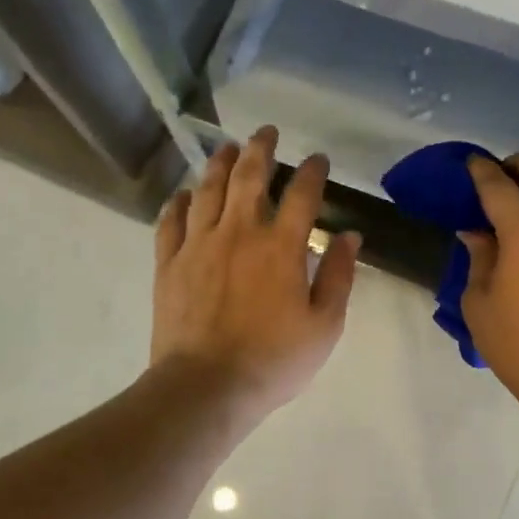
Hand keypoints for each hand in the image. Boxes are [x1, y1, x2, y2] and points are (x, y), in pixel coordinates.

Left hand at [150, 125, 361, 423]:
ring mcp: (199, 245)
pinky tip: (183, 194)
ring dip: (220, 164)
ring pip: (208, 190)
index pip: (302, 194)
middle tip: (267, 132)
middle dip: (261, 149)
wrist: (206, 387)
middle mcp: (239, 233)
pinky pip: (170, 222)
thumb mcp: (324, 325)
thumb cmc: (273, 360)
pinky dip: (177, 203)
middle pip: (250, 177)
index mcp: (281, 247)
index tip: (318, 159)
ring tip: (228, 148)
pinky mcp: (169, 263)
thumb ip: (340, 277)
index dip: (312, 171)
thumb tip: (350, 236)